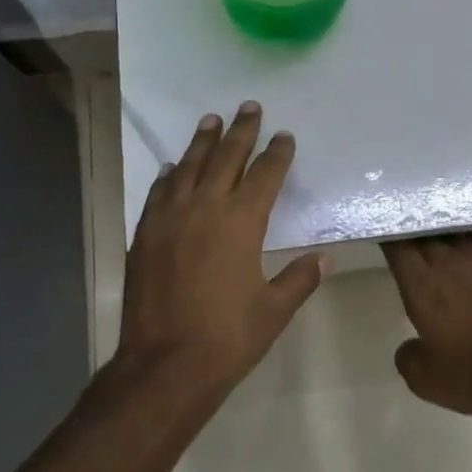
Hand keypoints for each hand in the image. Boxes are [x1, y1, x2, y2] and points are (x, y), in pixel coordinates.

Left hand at [116, 103, 325, 396]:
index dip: (277, 153)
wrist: (165, 364)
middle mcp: (205, 208)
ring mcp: (170, 219)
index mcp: (242, 222)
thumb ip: (300, 278)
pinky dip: (170, 176)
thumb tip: (325, 257)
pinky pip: (159, 193)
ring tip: (210, 120)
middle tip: (248, 107)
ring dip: (202, 142)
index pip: (265, 175)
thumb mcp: (274, 310)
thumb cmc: (228, 337)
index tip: (284, 135)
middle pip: (226, 158)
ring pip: (189, 167)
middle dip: (240, 131)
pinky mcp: (145, 234)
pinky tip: (173, 168)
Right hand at [380, 232, 471, 414]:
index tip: (385, 236)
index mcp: (420, 286)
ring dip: (444, 233)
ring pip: (456, 234)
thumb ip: (409, 357)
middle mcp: (448, 264)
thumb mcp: (425, 379)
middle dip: (415, 231)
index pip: (398, 248)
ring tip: (439, 236)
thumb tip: (410, 347)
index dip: (389, 238)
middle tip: (409, 234)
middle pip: (426, 235)